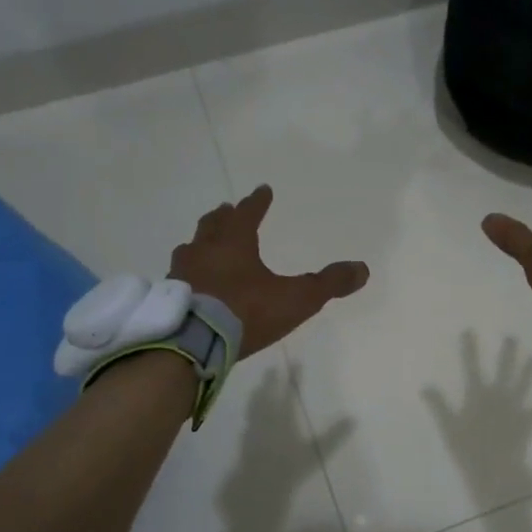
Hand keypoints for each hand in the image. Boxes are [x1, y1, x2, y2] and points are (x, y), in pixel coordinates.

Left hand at [170, 184, 368, 357]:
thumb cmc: (246, 312)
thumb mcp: (296, 299)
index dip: (257, 202)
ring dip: (200, 243)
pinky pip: (178, 276)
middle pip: (213, 225)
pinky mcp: (169, 298)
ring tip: (203, 244)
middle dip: (223, 217)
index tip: (262, 189)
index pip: (247, 214)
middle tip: (226, 209)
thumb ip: (328, 283)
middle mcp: (205, 251)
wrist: (194, 342)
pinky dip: (187, 273)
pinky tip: (189, 283)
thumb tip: (362, 269)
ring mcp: (182, 273)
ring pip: (190, 249)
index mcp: (235, 243)